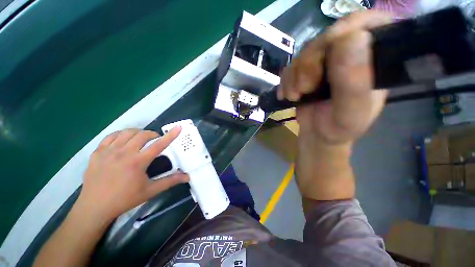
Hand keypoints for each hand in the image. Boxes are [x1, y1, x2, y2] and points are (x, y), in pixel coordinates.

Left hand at [77, 127, 188, 220]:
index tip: (178, 127)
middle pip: (142, 135)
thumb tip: (187, 177)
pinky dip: (122, 134)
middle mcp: (123, 153)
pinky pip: (111, 136)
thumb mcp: (150, 191)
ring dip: (138, 133)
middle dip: (152, 134)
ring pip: (127, 132)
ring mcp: (108, 151)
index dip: (170, 135)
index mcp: (138, 162)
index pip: (158, 145)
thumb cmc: (125, 199)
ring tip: (141, 139)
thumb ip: (170, 181)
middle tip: (155, 140)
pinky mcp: (97, 152)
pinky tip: (124, 140)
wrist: (95, 207)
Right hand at [279, 11, 389, 145]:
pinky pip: (291, 66)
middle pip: (327, 37)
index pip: (369, 23)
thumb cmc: (338, 128)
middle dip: (309, 63)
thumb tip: (353, 37)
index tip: (329, 48)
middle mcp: (350, 55)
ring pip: (304, 52)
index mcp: (373, 60)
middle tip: (305, 88)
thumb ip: (354, 81)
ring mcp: (325, 62)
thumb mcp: (350, 112)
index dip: (347, 27)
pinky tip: (289, 95)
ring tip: (296, 96)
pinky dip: (285, 82)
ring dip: (294, 76)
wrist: (317, 136)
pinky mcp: (306, 71)